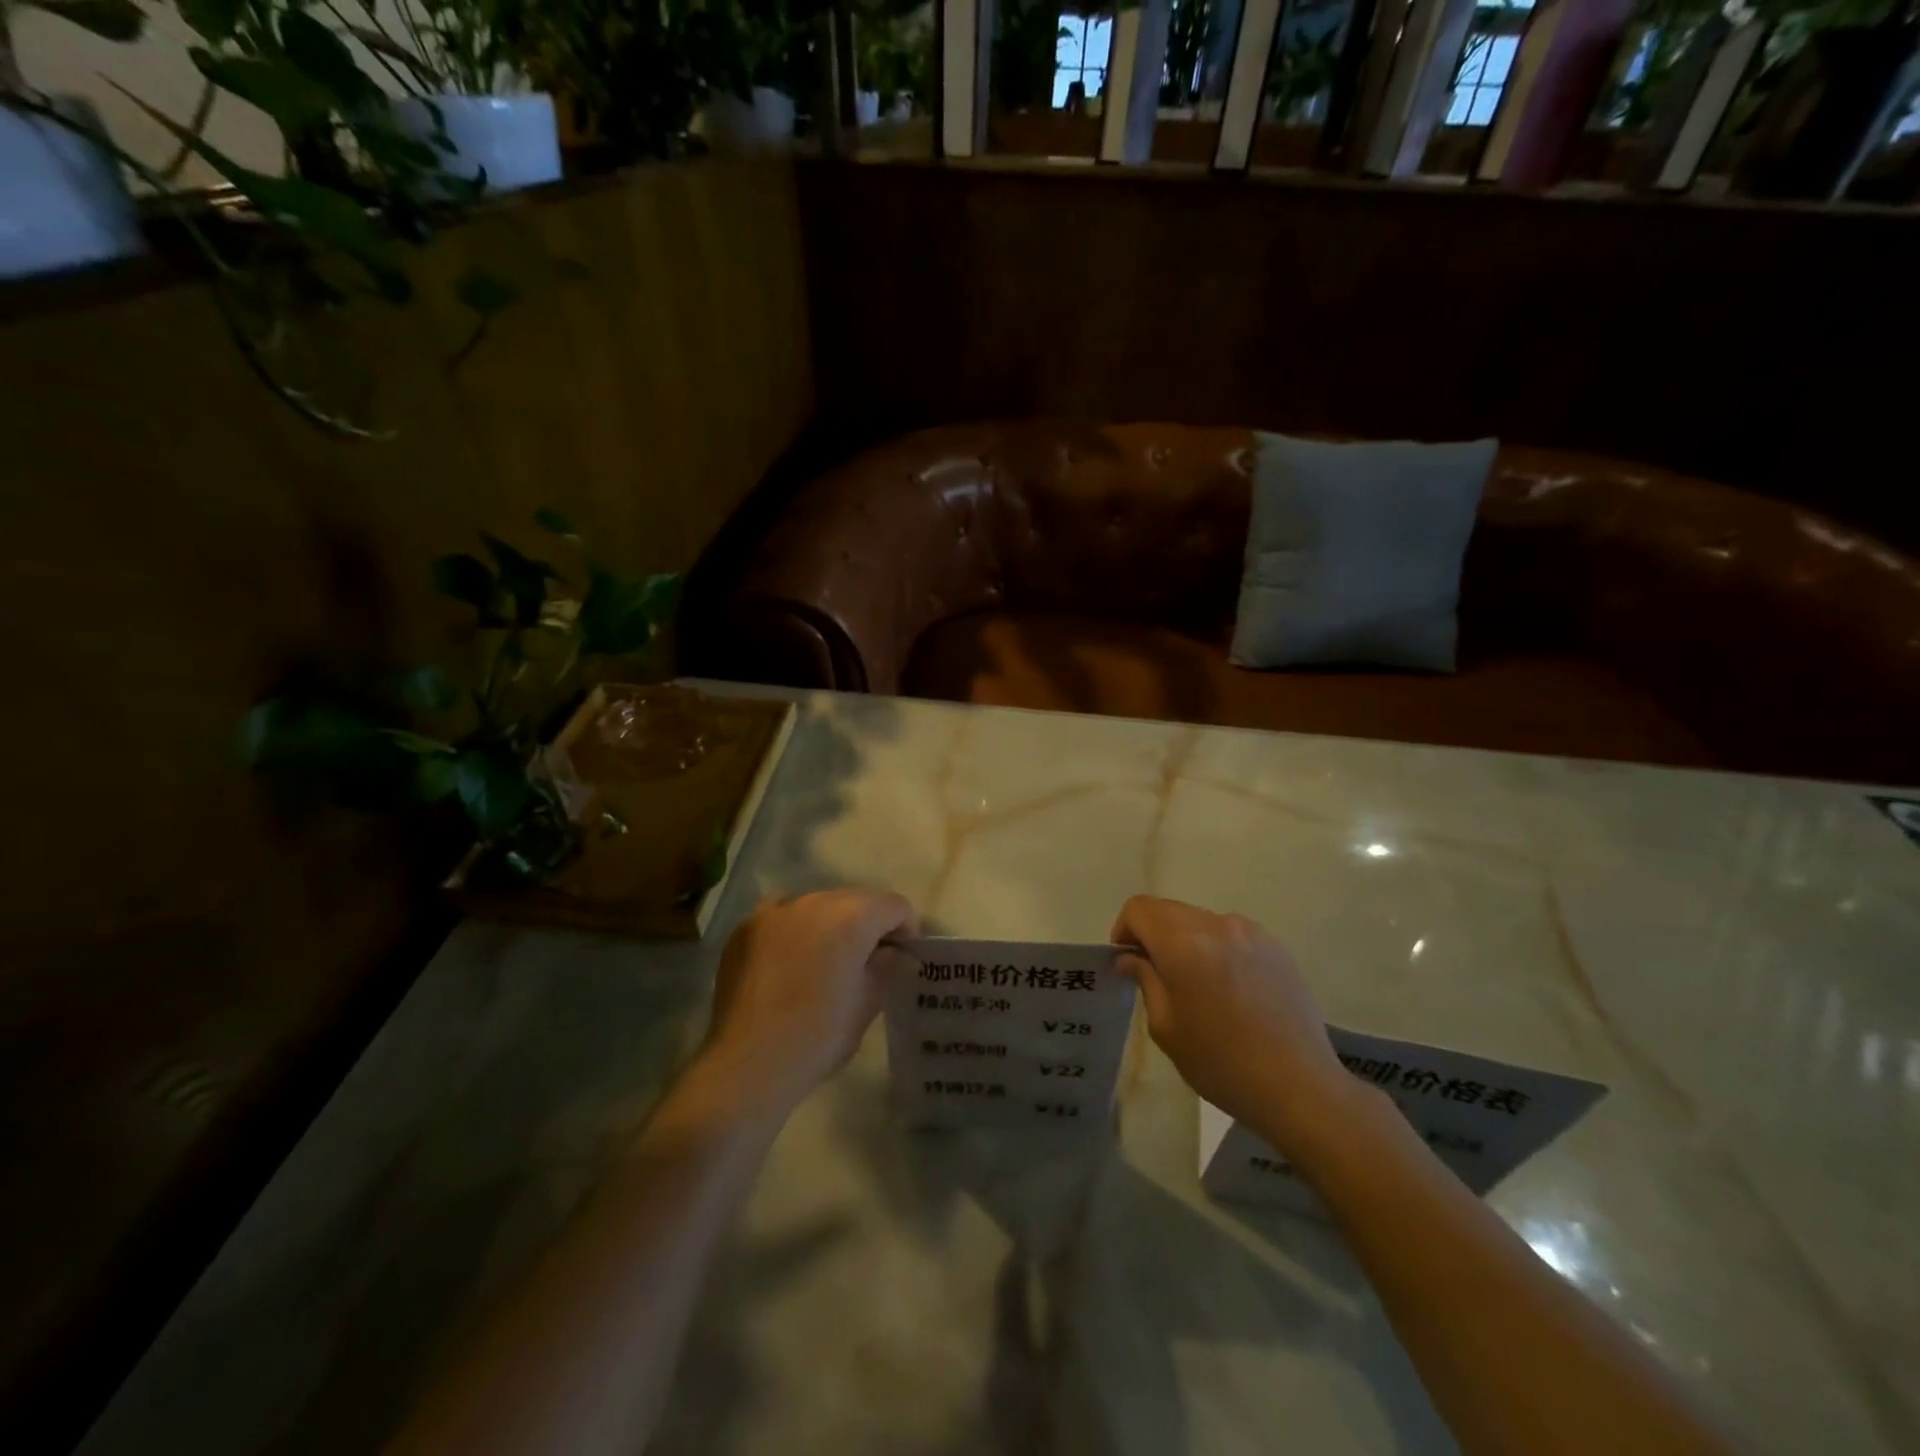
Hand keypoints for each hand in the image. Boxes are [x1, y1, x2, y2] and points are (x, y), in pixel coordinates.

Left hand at [700, 889, 917, 1117]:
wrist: (746, 1065)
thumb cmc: (817, 1037)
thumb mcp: (867, 1004)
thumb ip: (886, 968)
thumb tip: (895, 954)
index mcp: (851, 918)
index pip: (894, 906)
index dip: (905, 929)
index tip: (902, 956)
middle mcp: (814, 901)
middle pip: (855, 900)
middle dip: (867, 924)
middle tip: (867, 960)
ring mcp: (775, 911)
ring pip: (817, 905)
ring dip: (830, 924)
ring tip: (826, 960)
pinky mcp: (746, 928)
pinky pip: (782, 917)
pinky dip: (794, 930)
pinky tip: (790, 961)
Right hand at [1111, 896, 1357, 1151]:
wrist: (1299, 1086)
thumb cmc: (1221, 1062)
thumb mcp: (1166, 1027)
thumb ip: (1144, 980)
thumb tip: (1129, 958)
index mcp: (1183, 943)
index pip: (1139, 908)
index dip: (1124, 929)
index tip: (1127, 961)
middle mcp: (1215, 925)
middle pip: (1168, 909)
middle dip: (1153, 933)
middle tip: (1155, 974)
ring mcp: (1249, 932)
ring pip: (1200, 919)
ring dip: (1186, 940)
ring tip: (1197, 984)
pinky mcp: (1274, 945)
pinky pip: (1231, 933)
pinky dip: (1217, 948)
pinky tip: (1229, 988)